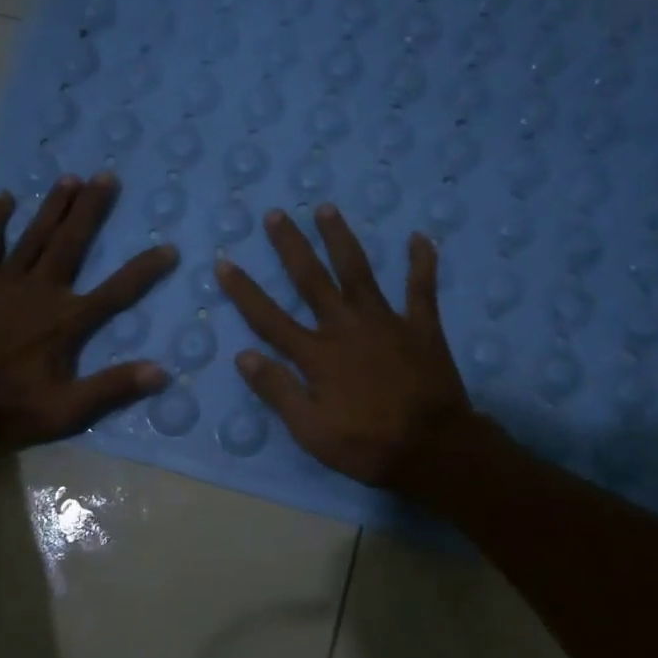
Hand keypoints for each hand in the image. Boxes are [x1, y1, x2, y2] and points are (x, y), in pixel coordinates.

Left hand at [0, 172, 174, 447]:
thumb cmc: (6, 408)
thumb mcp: (65, 411)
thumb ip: (112, 388)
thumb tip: (160, 372)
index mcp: (65, 321)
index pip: (116, 291)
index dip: (145, 269)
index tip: (169, 248)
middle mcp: (40, 291)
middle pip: (72, 243)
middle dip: (91, 209)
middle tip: (108, 177)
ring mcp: (3, 283)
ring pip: (34, 236)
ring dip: (54, 206)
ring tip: (71, 177)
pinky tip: (5, 198)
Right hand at [217, 203, 471, 488]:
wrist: (433, 449)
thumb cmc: (367, 445)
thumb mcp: (310, 430)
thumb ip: (277, 390)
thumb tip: (243, 356)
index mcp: (316, 354)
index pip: (269, 317)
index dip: (245, 290)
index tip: (224, 262)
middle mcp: (345, 327)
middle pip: (311, 279)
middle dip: (291, 246)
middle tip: (277, 214)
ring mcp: (385, 322)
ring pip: (358, 271)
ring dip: (340, 238)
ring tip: (326, 208)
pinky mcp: (421, 327)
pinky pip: (421, 288)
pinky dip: (421, 262)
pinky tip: (419, 237)